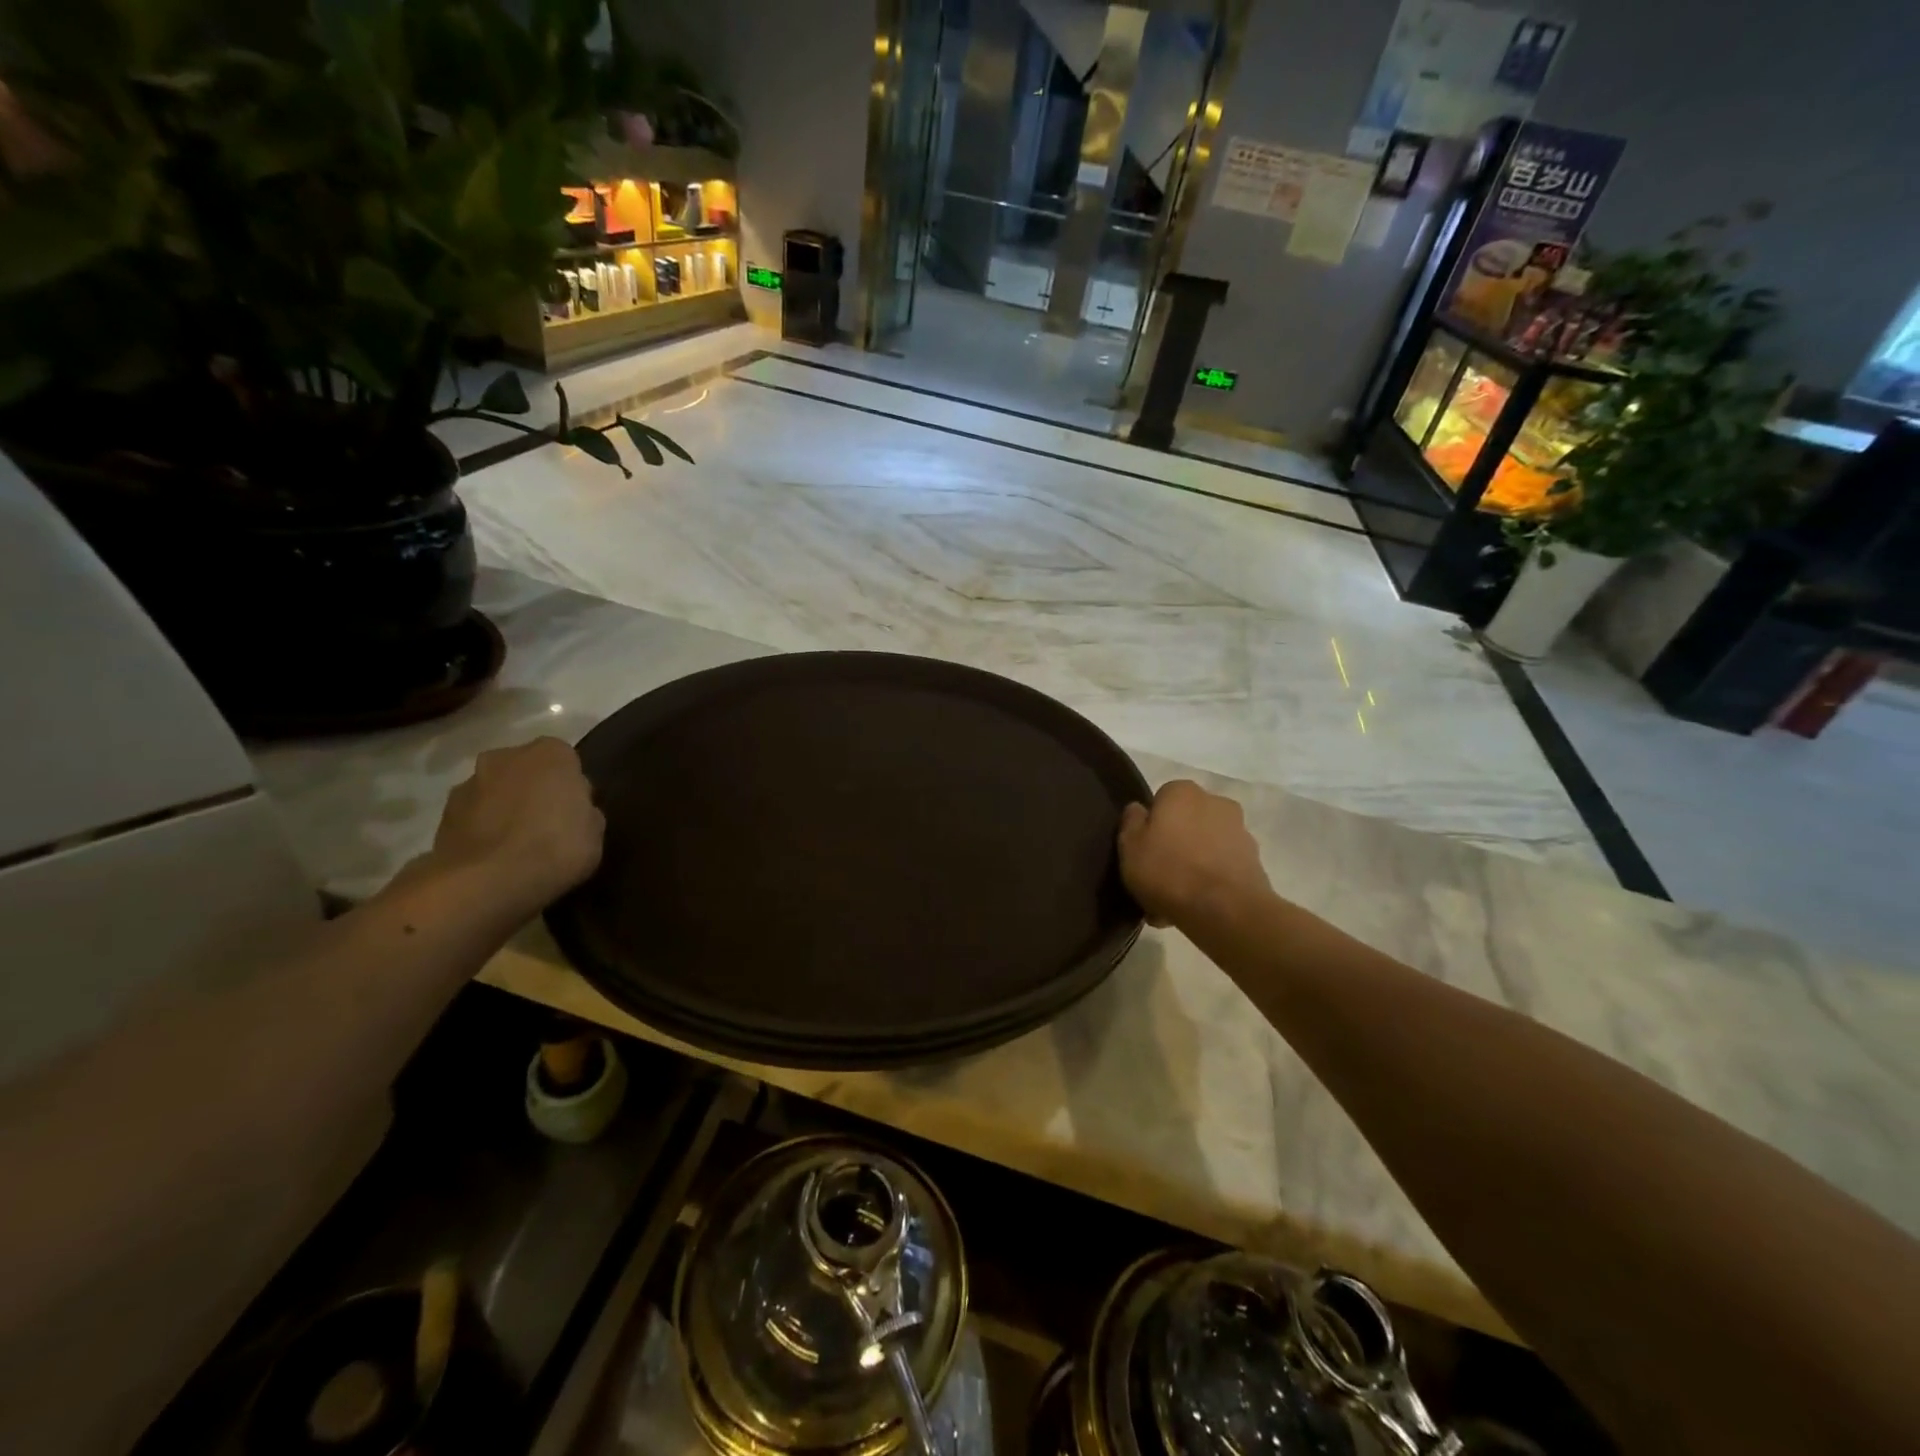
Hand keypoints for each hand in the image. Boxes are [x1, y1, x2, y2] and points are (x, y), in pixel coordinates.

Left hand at [427, 738, 604, 919]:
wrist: (487, 882)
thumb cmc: (557, 846)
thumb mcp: (595, 832)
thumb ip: (585, 811)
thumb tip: (574, 811)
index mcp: (550, 753)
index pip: (567, 761)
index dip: (571, 788)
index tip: (575, 813)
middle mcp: (506, 756)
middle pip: (526, 771)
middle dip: (534, 791)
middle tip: (546, 826)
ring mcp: (469, 784)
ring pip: (495, 792)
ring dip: (504, 809)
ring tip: (516, 847)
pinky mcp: (443, 815)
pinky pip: (473, 817)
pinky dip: (482, 830)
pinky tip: (493, 858)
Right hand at [1117, 780, 1271, 928]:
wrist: (1225, 910)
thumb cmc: (1168, 870)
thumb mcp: (1130, 846)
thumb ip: (1131, 822)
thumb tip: (1139, 810)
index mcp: (1183, 792)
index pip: (1161, 800)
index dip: (1150, 826)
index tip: (1142, 851)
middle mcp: (1216, 802)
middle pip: (1186, 824)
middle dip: (1174, 847)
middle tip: (1157, 879)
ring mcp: (1239, 832)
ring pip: (1204, 848)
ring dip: (1192, 866)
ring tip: (1174, 902)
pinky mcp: (1254, 862)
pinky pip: (1221, 869)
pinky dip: (1210, 883)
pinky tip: (1195, 908)